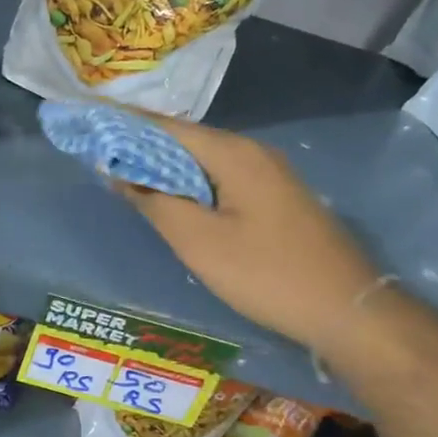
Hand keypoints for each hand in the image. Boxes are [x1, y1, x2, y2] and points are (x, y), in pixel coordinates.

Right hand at [118, 116, 376, 349]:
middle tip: (101, 156)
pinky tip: (175, 200)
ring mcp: (270, 175)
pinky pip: (223, 178)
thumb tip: (119, 173)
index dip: (126, 127)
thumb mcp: (199, 242)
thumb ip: (155, 202)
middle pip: (187, 140)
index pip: (168, 126)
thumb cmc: (266, 273)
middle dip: (143, 147)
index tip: (90, 127)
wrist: (347, 309)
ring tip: (128, 178)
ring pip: (206, 161)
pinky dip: (192, 184)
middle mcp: (253, 152)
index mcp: (234, 153)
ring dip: (167, 167)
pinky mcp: (278, 198)